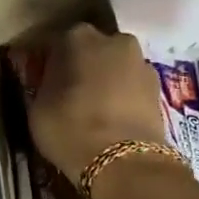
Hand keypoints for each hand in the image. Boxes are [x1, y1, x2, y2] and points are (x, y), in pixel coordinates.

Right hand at [27, 24, 166, 180]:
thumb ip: (45, 85)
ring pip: (116, 67)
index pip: (57, 44)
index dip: (50, 64)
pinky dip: (125, 97)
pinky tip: (115, 119)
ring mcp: (141, 62)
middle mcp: (113, 39)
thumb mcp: (38, 107)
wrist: (124, 162)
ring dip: (108, 80)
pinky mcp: (160, 88)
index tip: (44, 82)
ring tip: (96, 110)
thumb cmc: (70, 128)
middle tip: (71, 94)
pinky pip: (133, 87)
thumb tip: (52, 83)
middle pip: (93, 50)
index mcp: (77, 37)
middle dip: (83, 66)